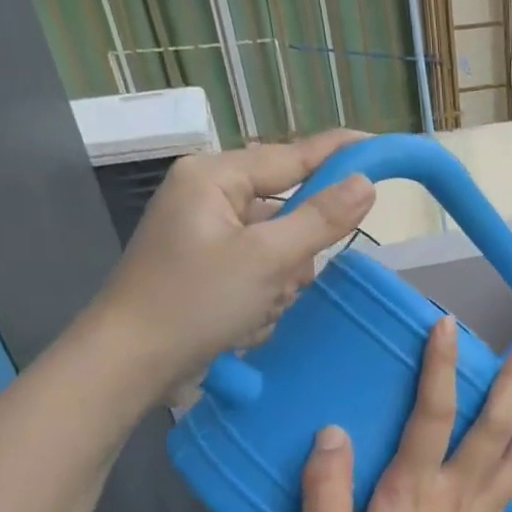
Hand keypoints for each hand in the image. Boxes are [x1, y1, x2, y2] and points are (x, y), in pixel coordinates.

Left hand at [86, 130, 375, 397]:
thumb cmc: (196, 302)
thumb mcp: (267, 259)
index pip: (292, 155)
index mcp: (214, 177)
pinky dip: (264, 296)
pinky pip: (261, 271)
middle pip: (288, 209)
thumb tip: (365, 184)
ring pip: (279, 247)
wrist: (131, 363)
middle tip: (286, 280)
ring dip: (281, 281)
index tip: (380, 148)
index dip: (339, 154)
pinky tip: (246, 320)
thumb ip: (321, 219)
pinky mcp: (208, 269)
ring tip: (257, 308)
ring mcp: (207, 235)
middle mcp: (210, 197)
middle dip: (297, 251)